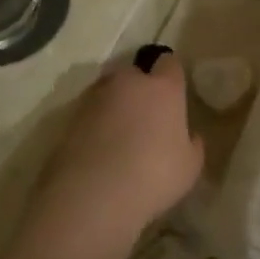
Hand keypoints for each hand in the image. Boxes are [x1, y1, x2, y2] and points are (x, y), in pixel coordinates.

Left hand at [35, 54, 204, 241]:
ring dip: (114, 105)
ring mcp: (94, 98)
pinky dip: (94, 125)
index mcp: (163, 88)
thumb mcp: (189, 166)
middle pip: (135, 73)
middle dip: (139, 88)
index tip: (174, 94)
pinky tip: (98, 151)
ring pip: (108, 91)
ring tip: (119, 136)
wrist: (92, 195)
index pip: (170, 63)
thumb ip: (191, 144)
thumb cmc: (153, 176)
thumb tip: (190, 136)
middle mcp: (127, 83)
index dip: (172, 76)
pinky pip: (88, 114)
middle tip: (145, 118)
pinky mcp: (68, 117)